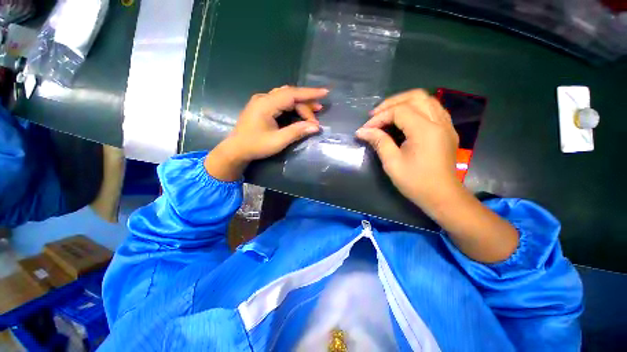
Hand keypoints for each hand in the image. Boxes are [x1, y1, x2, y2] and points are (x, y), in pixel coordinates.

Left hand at [205, 86, 328, 180]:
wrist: (236, 150)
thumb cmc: (256, 146)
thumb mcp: (278, 141)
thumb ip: (297, 132)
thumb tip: (316, 127)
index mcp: (266, 104)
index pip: (292, 94)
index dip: (309, 93)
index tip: (325, 93)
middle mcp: (263, 98)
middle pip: (290, 95)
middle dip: (306, 104)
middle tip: (317, 116)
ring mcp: (261, 101)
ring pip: (286, 97)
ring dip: (300, 104)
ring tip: (313, 113)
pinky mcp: (261, 106)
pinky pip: (281, 102)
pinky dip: (292, 107)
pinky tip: (299, 113)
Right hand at [356, 89, 459, 206]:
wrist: (442, 197)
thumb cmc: (416, 182)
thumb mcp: (392, 163)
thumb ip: (379, 142)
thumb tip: (362, 131)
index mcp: (425, 130)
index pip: (399, 111)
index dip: (379, 117)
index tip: (366, 129)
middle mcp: (439, 122)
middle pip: (415, 96)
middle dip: (392, 103)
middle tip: (375, 115)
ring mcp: (446, 125)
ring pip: (426, 99)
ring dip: (404, 102)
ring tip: (388, 114)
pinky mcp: (447, 130)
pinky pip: (433, 108)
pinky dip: (416, 108)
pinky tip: (405, 119)